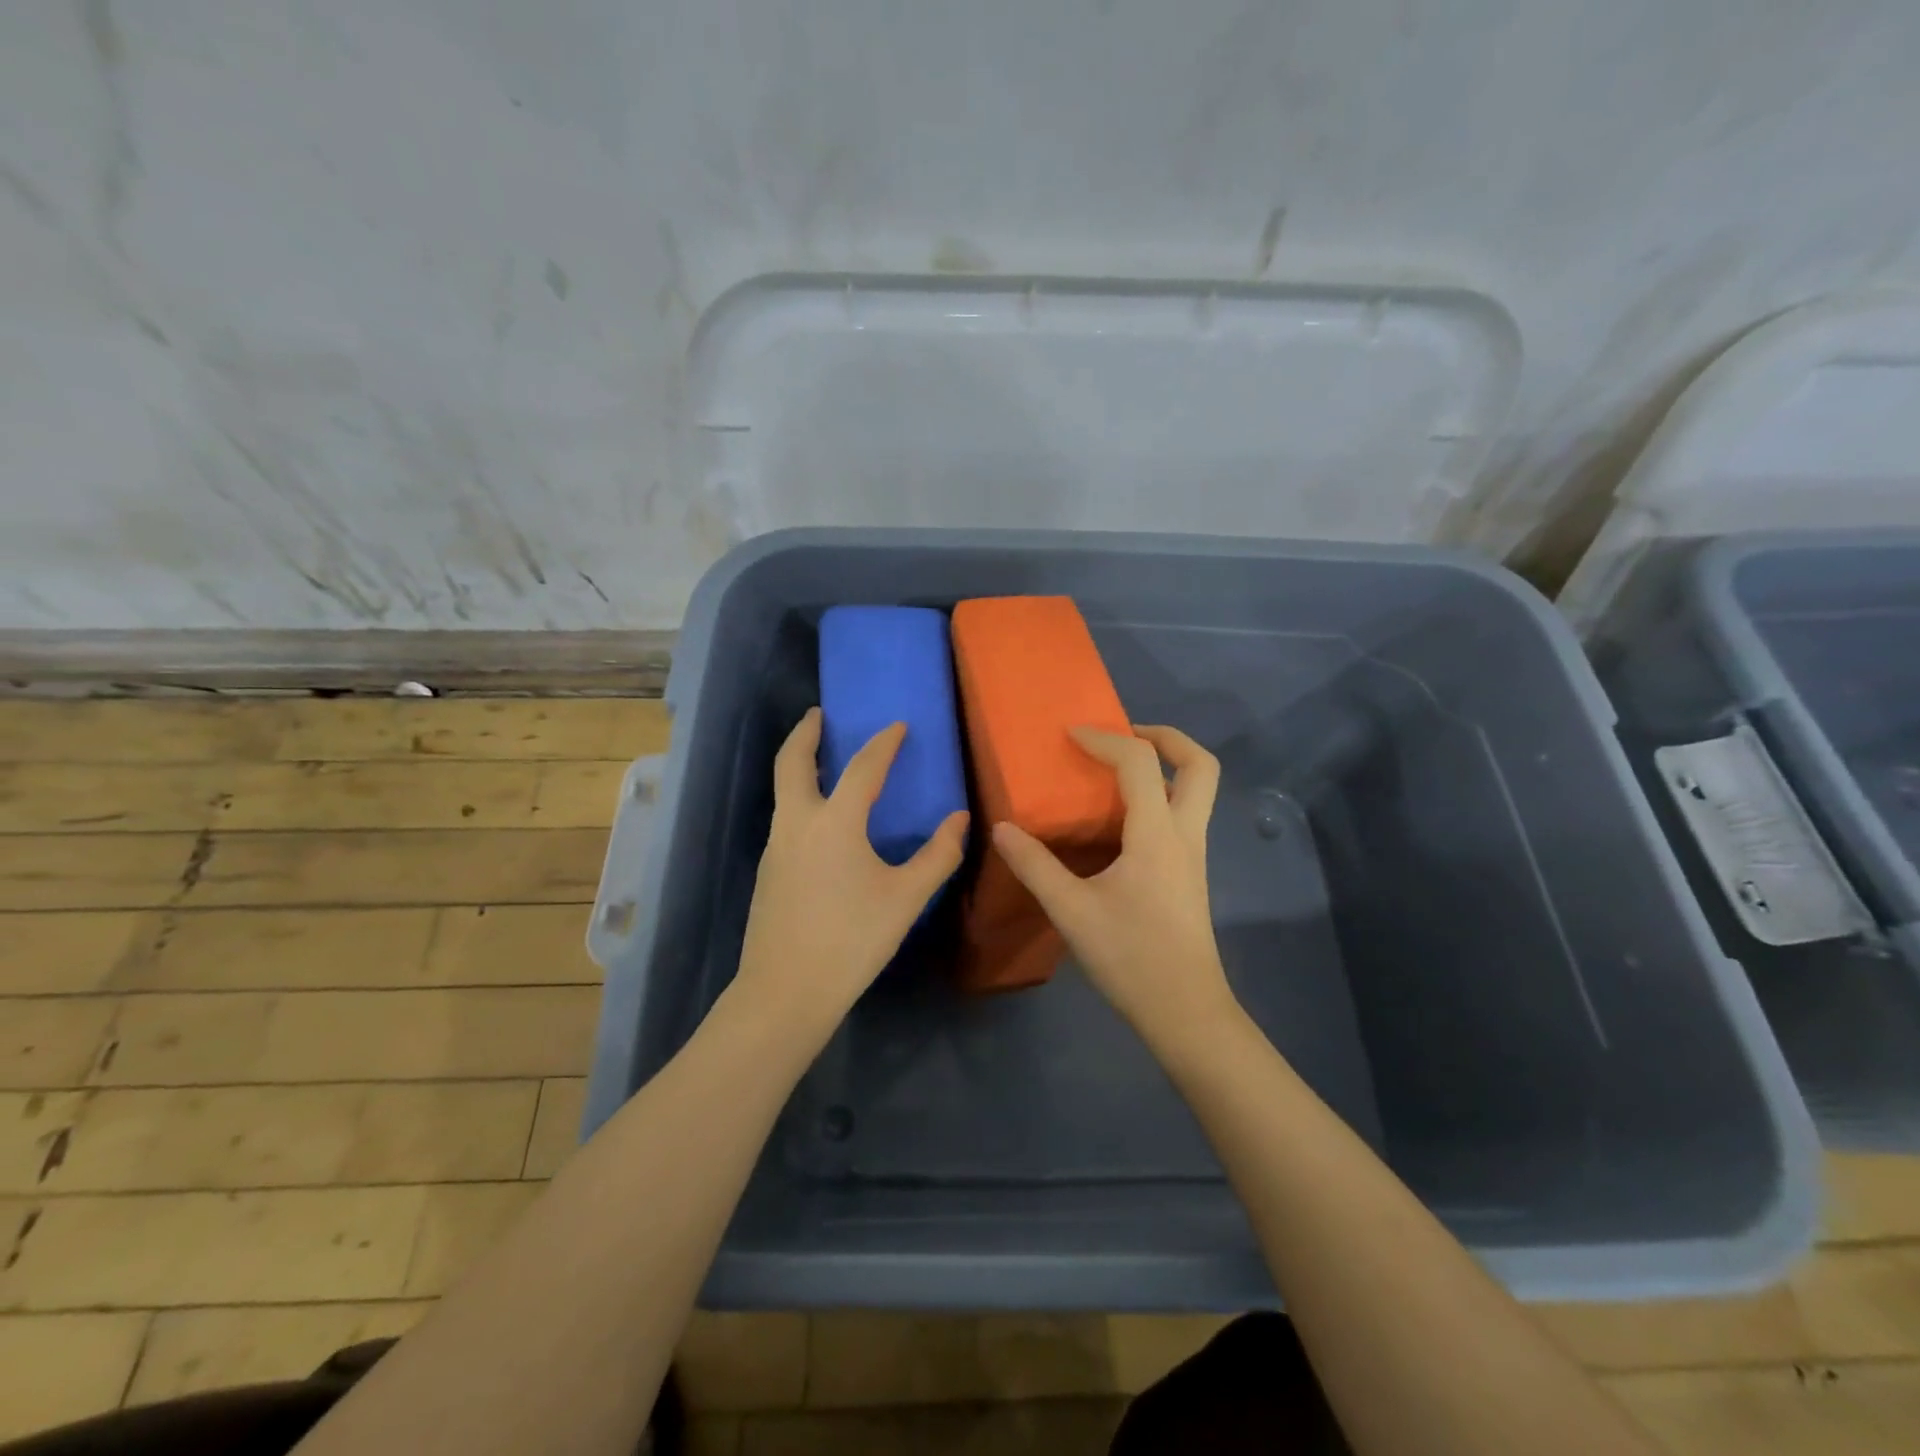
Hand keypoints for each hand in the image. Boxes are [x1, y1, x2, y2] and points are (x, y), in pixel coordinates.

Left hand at [734, 708, 968, 1033]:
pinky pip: (785, 818)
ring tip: (825, 763)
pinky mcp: (768, 871)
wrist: (785, 991)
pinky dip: (800, 800)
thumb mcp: (906, 898)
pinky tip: (822, 823)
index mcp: (834, 823)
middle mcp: (797, 823)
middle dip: (805, 733)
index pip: (862, 767)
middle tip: (820, 715)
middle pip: (792, 762)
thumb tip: (960, 819)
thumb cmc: (852, 940)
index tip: (897, 725)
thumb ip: (938, 855)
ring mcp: (776, 847)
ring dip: (800, 766)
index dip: (883, 743)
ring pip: (783, 791)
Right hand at [991, 725, 1235, 1039]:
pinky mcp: (1189, 873)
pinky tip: (1119, 821)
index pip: (1139, 762)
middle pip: (1200, 765)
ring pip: (1198, 790)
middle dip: (1165, 737)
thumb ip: (1034, 866)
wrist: (1185, 1011)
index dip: (1105, 739)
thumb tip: (1001, 828)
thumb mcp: (1071, 911)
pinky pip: (1183, 815)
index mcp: (1157, 834)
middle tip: (1122, 735)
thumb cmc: (1131, 957)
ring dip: (1164, 766)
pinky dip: (1158, 796)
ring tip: (1115, 771)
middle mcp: (1184, 834)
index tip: (1070, 734)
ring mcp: (1193, 855)